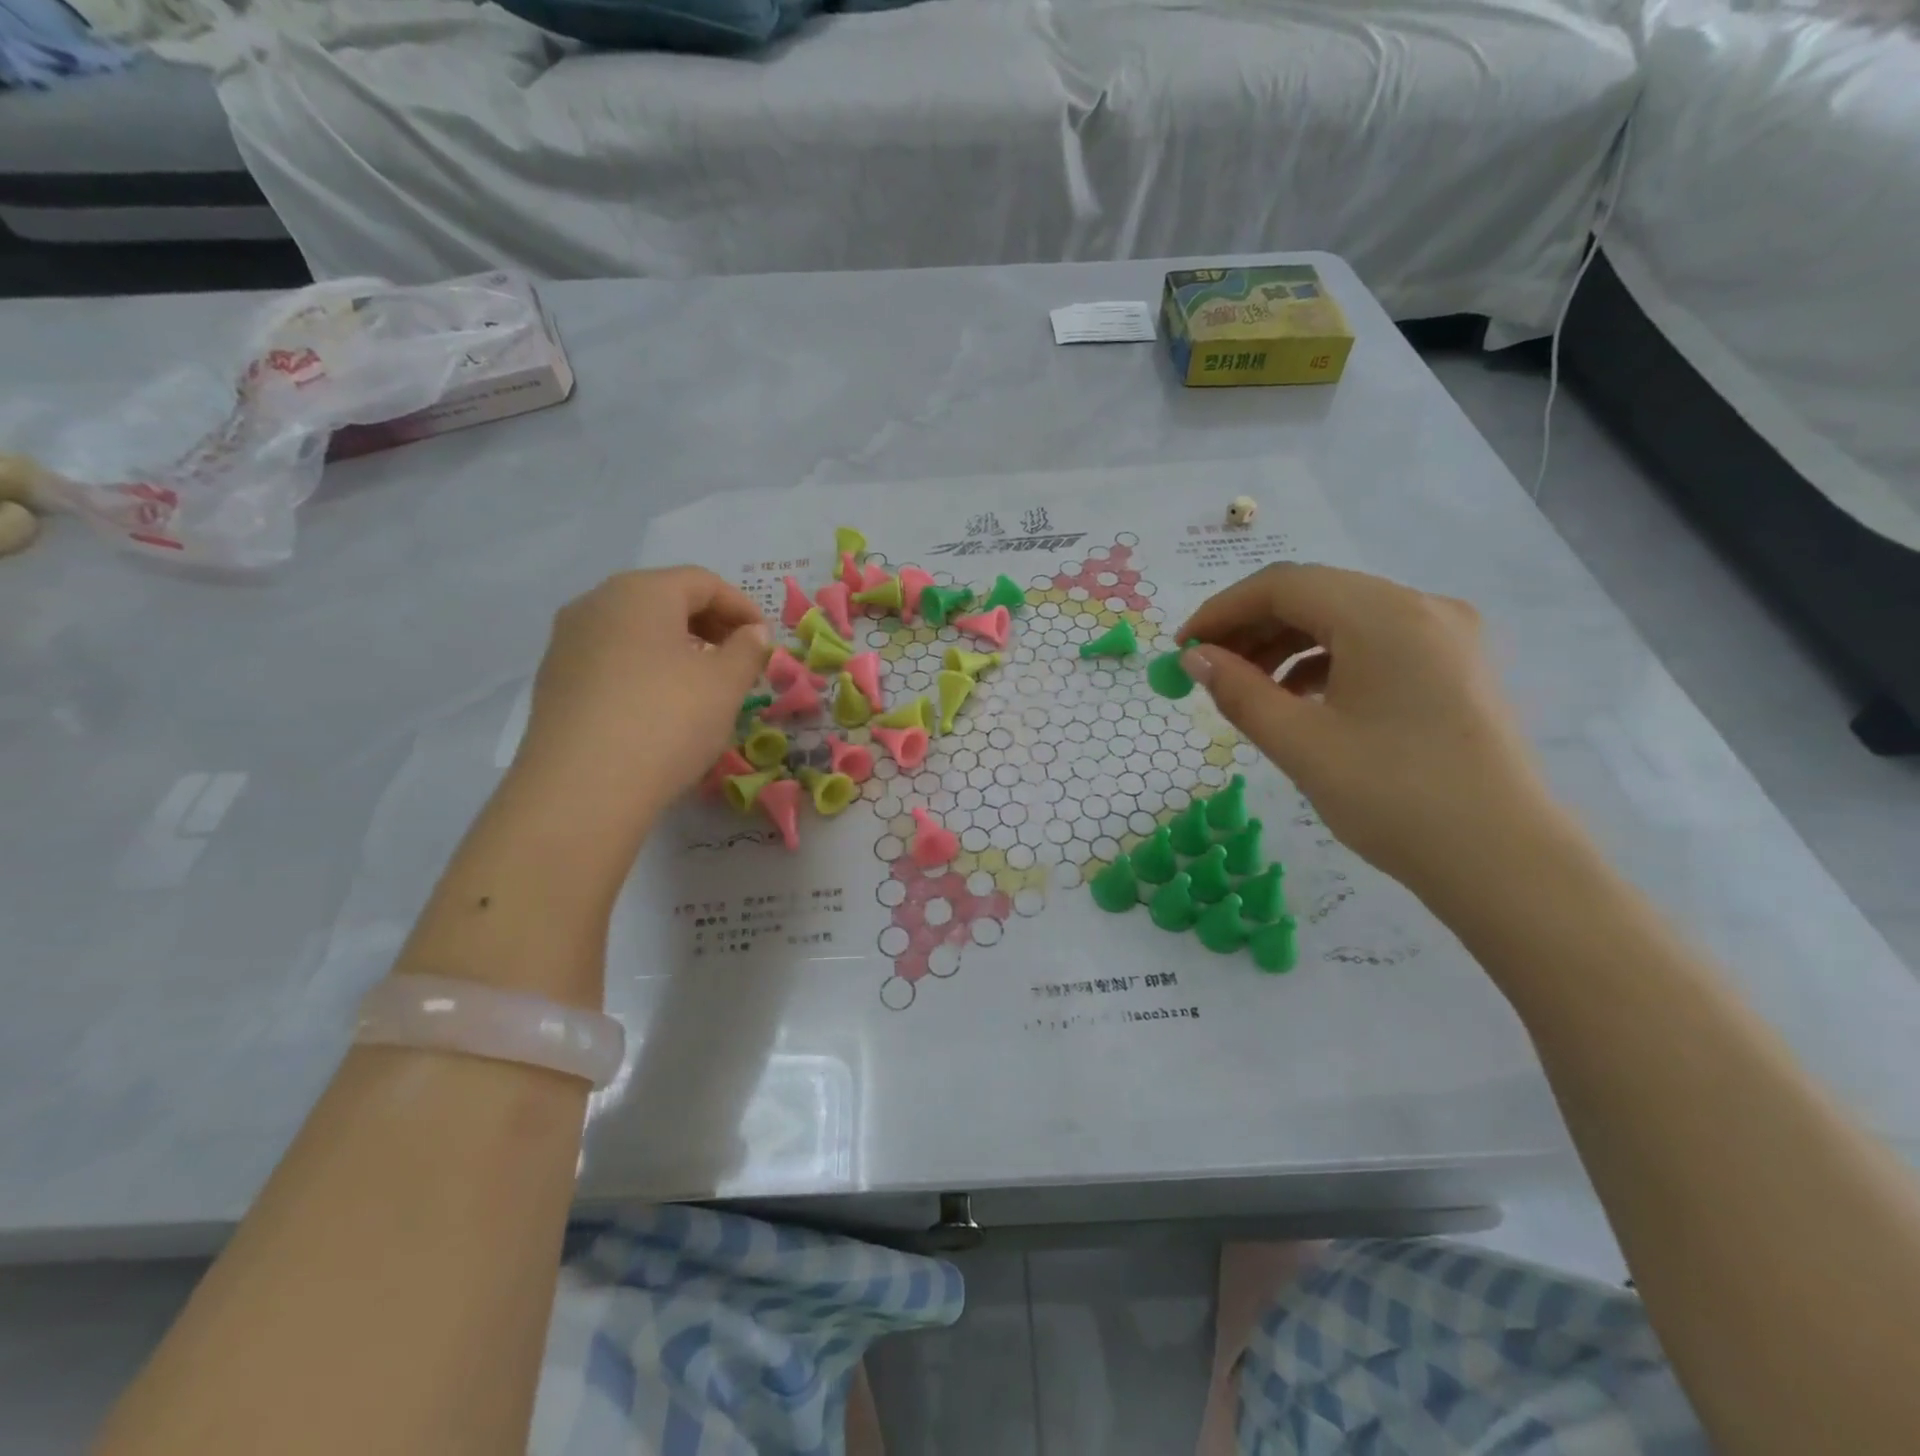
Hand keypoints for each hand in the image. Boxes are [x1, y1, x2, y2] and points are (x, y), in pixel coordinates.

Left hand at [512, 568, 768, 838]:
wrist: (582, 788)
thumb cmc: (667, 720)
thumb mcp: (725, 685)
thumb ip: (747, 650)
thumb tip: (753, 634)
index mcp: (641, 592)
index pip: (702, 582)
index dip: (742, 607)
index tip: (765, 641)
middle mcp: (596, 603)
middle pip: (663, 599)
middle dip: (708, 624)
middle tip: (738, 659)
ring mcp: (567, 642)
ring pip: (634, 630)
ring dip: (676, 647)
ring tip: (702, 684)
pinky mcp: (553, 681)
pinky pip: (610, 659)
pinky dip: (644, 669)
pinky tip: (659, 706)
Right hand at [1178, 564, 1562, 894]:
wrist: (1504, 861)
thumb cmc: (1395, 799)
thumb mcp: (1301, 744)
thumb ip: (1239, 692)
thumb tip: (1193, 658)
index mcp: (1384, 615)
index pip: (1283, 585)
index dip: (1222, 610)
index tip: (1181, 647)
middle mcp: (1420, 607)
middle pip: (1315, 594)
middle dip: (1251, 626)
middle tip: (1206, 668)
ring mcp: (1445, 635)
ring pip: (1344, 617)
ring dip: (1286, 643)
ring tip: (1245, 686)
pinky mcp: (1454, 665)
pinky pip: (1374, 642)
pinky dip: (1325, 659)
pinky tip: (1299, 697)